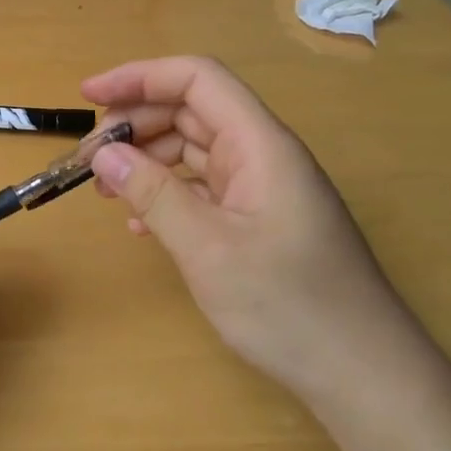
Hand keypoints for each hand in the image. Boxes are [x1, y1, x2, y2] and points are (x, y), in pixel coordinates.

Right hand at [82, 56, 427, 400]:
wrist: (362, 374)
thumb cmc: (288, 306)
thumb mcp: (208, 249)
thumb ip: (153, 194)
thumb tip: (104, 154)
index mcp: (261, 145)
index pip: (197, 80)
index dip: (140, 77)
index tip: (89, 97)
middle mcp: (263, 155)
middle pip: (192, 111)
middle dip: (136, 123)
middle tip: (89, 157)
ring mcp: (263, 188)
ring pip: (194, 149)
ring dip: (147, 159)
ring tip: (106, 189)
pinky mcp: (259, 220)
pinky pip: (204, 188)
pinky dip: (167, 193)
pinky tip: (139, 223)